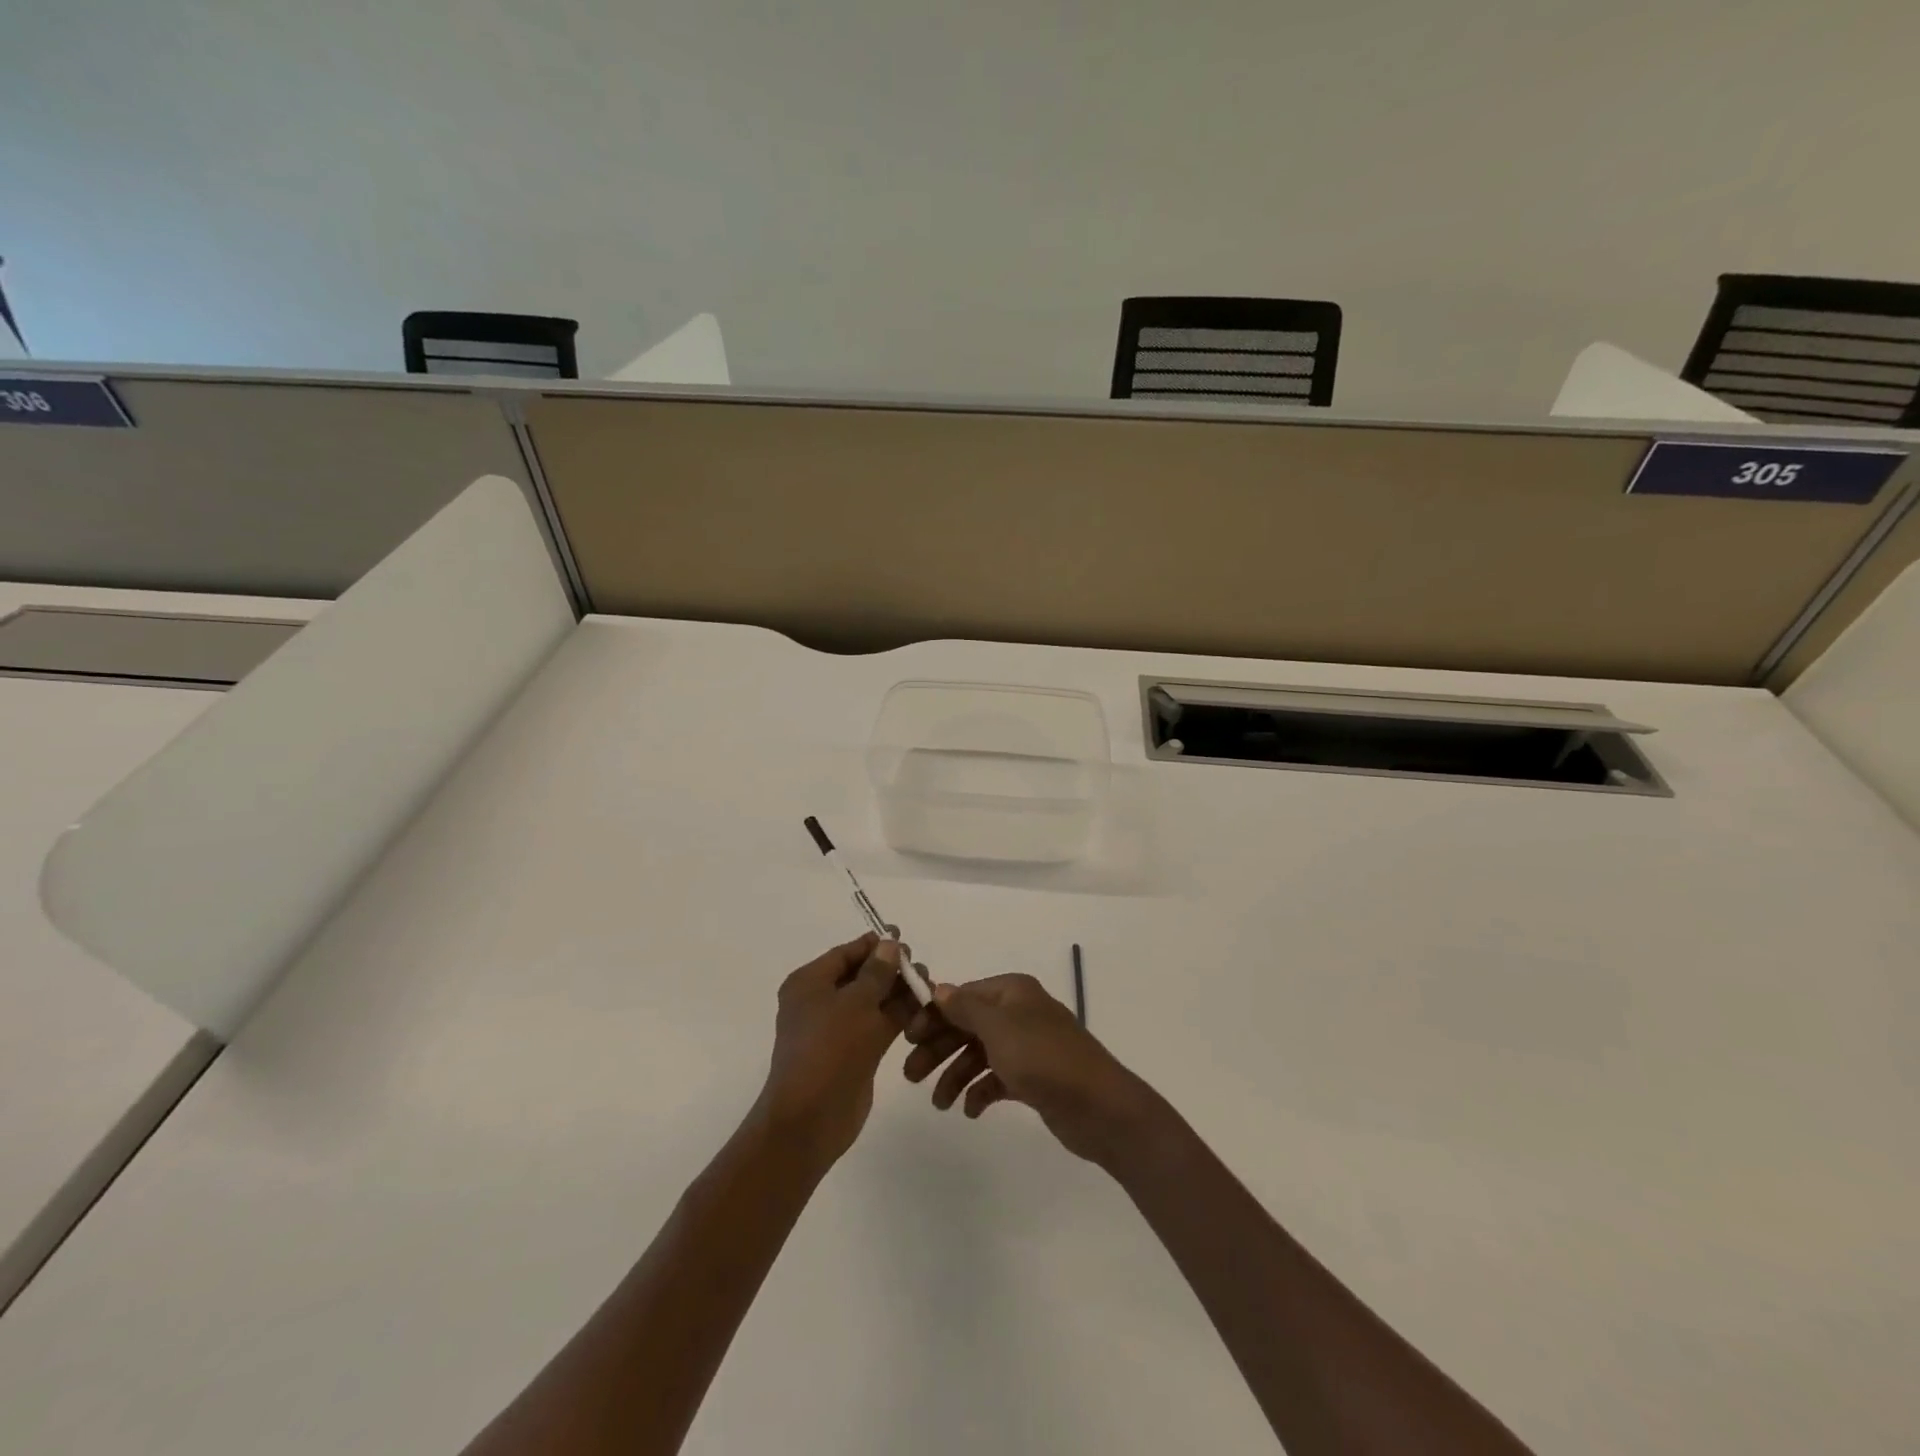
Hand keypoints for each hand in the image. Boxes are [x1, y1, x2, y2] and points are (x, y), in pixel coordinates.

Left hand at [754, 934, 915, 1167]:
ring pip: (874, 1001)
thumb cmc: (829, 1049)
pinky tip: (925, 1012)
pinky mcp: (854, 1052)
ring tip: (930, 988)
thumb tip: (890, 944)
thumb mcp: (856, 1002)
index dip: (875, 945)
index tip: (904, 938)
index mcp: (810, 983)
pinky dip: (899, 1018)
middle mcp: (821, 1001)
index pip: (846, 953)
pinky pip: (879, 1025)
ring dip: (900, 993)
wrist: (811, 1118)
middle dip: (892, 970)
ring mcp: (838, 1029)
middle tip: (921, 969)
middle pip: (862, 976)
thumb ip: (878, 972)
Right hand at [903, 974, 1162, 1167]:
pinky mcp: (1033, 1078)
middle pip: (967, 1025)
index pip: (962, 996)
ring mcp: (1027, 1046)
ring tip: (940, 1104)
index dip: (934, 1015)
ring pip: (979, 1054)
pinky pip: (996, 1079)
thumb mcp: (999, 1027)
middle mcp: (1018, 1013)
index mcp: (1012, 992)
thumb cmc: (1044, 1058)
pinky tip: (970, 1111)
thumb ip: (966, 1008)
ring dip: (956, 1075)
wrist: (1098, 1107)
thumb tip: (939, 989)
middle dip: (939, 1048)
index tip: (906, 1037)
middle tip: (910, 1076)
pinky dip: (980, 1091)